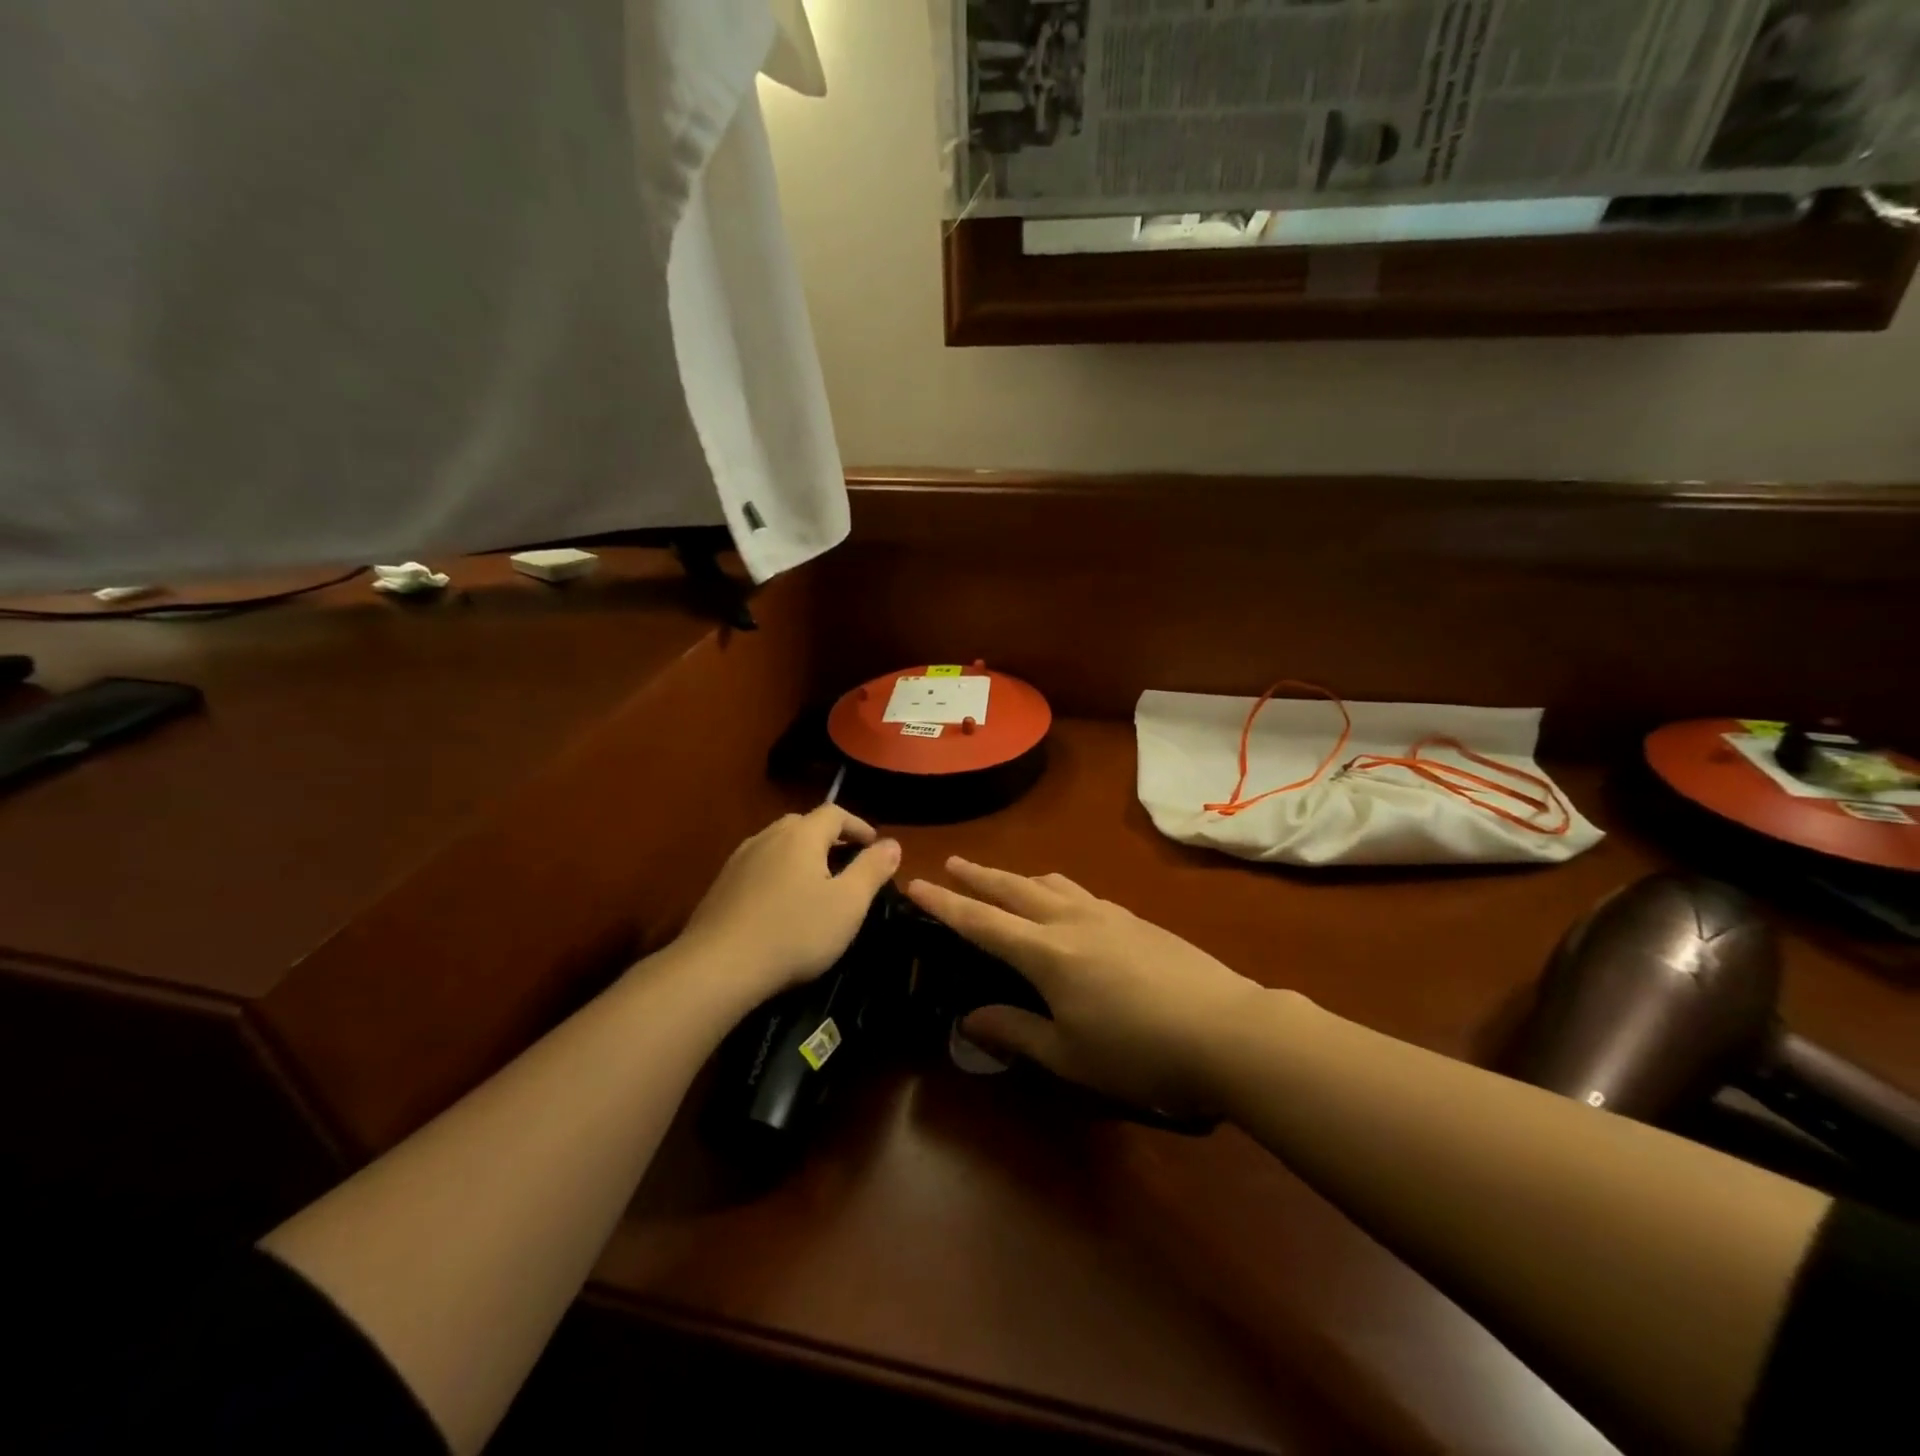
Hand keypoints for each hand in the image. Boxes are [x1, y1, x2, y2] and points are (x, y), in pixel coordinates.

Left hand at [678, 807, 900, 1000]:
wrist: (718, 966)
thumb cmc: (794, 932)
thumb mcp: (848, 904)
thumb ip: (872, 869)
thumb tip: (893, 843)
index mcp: (801, 835)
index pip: (835, 813)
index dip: (858, 825)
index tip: (874, 845)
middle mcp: (768, 837)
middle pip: (803, 824)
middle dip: (829, 838)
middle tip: (846, 862)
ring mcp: (739, 860)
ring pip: (777, 845)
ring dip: (800, 855)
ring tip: (815, 882)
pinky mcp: (721, 885)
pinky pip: (758, 866)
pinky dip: (777, 873)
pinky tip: (780, 902)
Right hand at [906, 859, 1266, 1116]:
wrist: (1226, 1029)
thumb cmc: (1140, 1052)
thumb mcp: (1070, 1055)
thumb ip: (1017, 1032)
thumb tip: (970, 1019)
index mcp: (1047, 953)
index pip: (982, 922)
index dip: (945, 904)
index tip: (916, 883)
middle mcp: (1071, 921)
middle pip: (1015, 889)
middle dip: (980, 876)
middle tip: (953, 862)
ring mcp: (1108, 915)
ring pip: (1051, 884)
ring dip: (1019, 878)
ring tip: (1005, 879)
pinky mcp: (1137, 920)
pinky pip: (1081, 893)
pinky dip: (1056, 890)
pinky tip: (1065, 903)